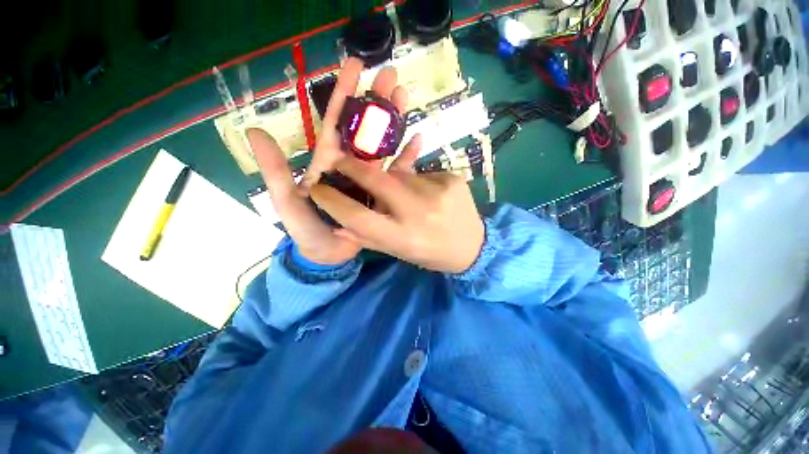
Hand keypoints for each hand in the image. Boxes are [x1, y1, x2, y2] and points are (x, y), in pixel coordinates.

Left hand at [247, 57, 410, 264]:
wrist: (328, 255)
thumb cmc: (307, 230)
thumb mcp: (286, 202)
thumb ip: (276, 172)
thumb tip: (255, 131)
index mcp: (329, 162)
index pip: (336, 122)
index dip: (344, 94)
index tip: (355, 66)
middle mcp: (350, 165)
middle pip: (364, 128)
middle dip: (376, 100)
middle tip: (391, 77)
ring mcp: (369, 178)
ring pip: (383, 144)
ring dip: (394, 121)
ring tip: (405, 98)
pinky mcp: (383, 192)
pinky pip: (397, 171)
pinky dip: (407, 156)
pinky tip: (418, 141)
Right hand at [309, 155, 485, 273]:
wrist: (474, 246)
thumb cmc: (432, 253)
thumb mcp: (400, 252)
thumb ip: (370, 238)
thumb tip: (337, 225)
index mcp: (404, 238)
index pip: (358, 217)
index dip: (333, 201)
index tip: (316, 189)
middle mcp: (419, 213)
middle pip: (377, 180)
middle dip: (353, 167)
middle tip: (339, 160)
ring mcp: (438, 192)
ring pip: (400, 175)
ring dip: (393, 181)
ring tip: (404, 197)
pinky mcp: (452, 179)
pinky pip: (421, 174)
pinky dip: (416, 182)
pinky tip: (427, 196)